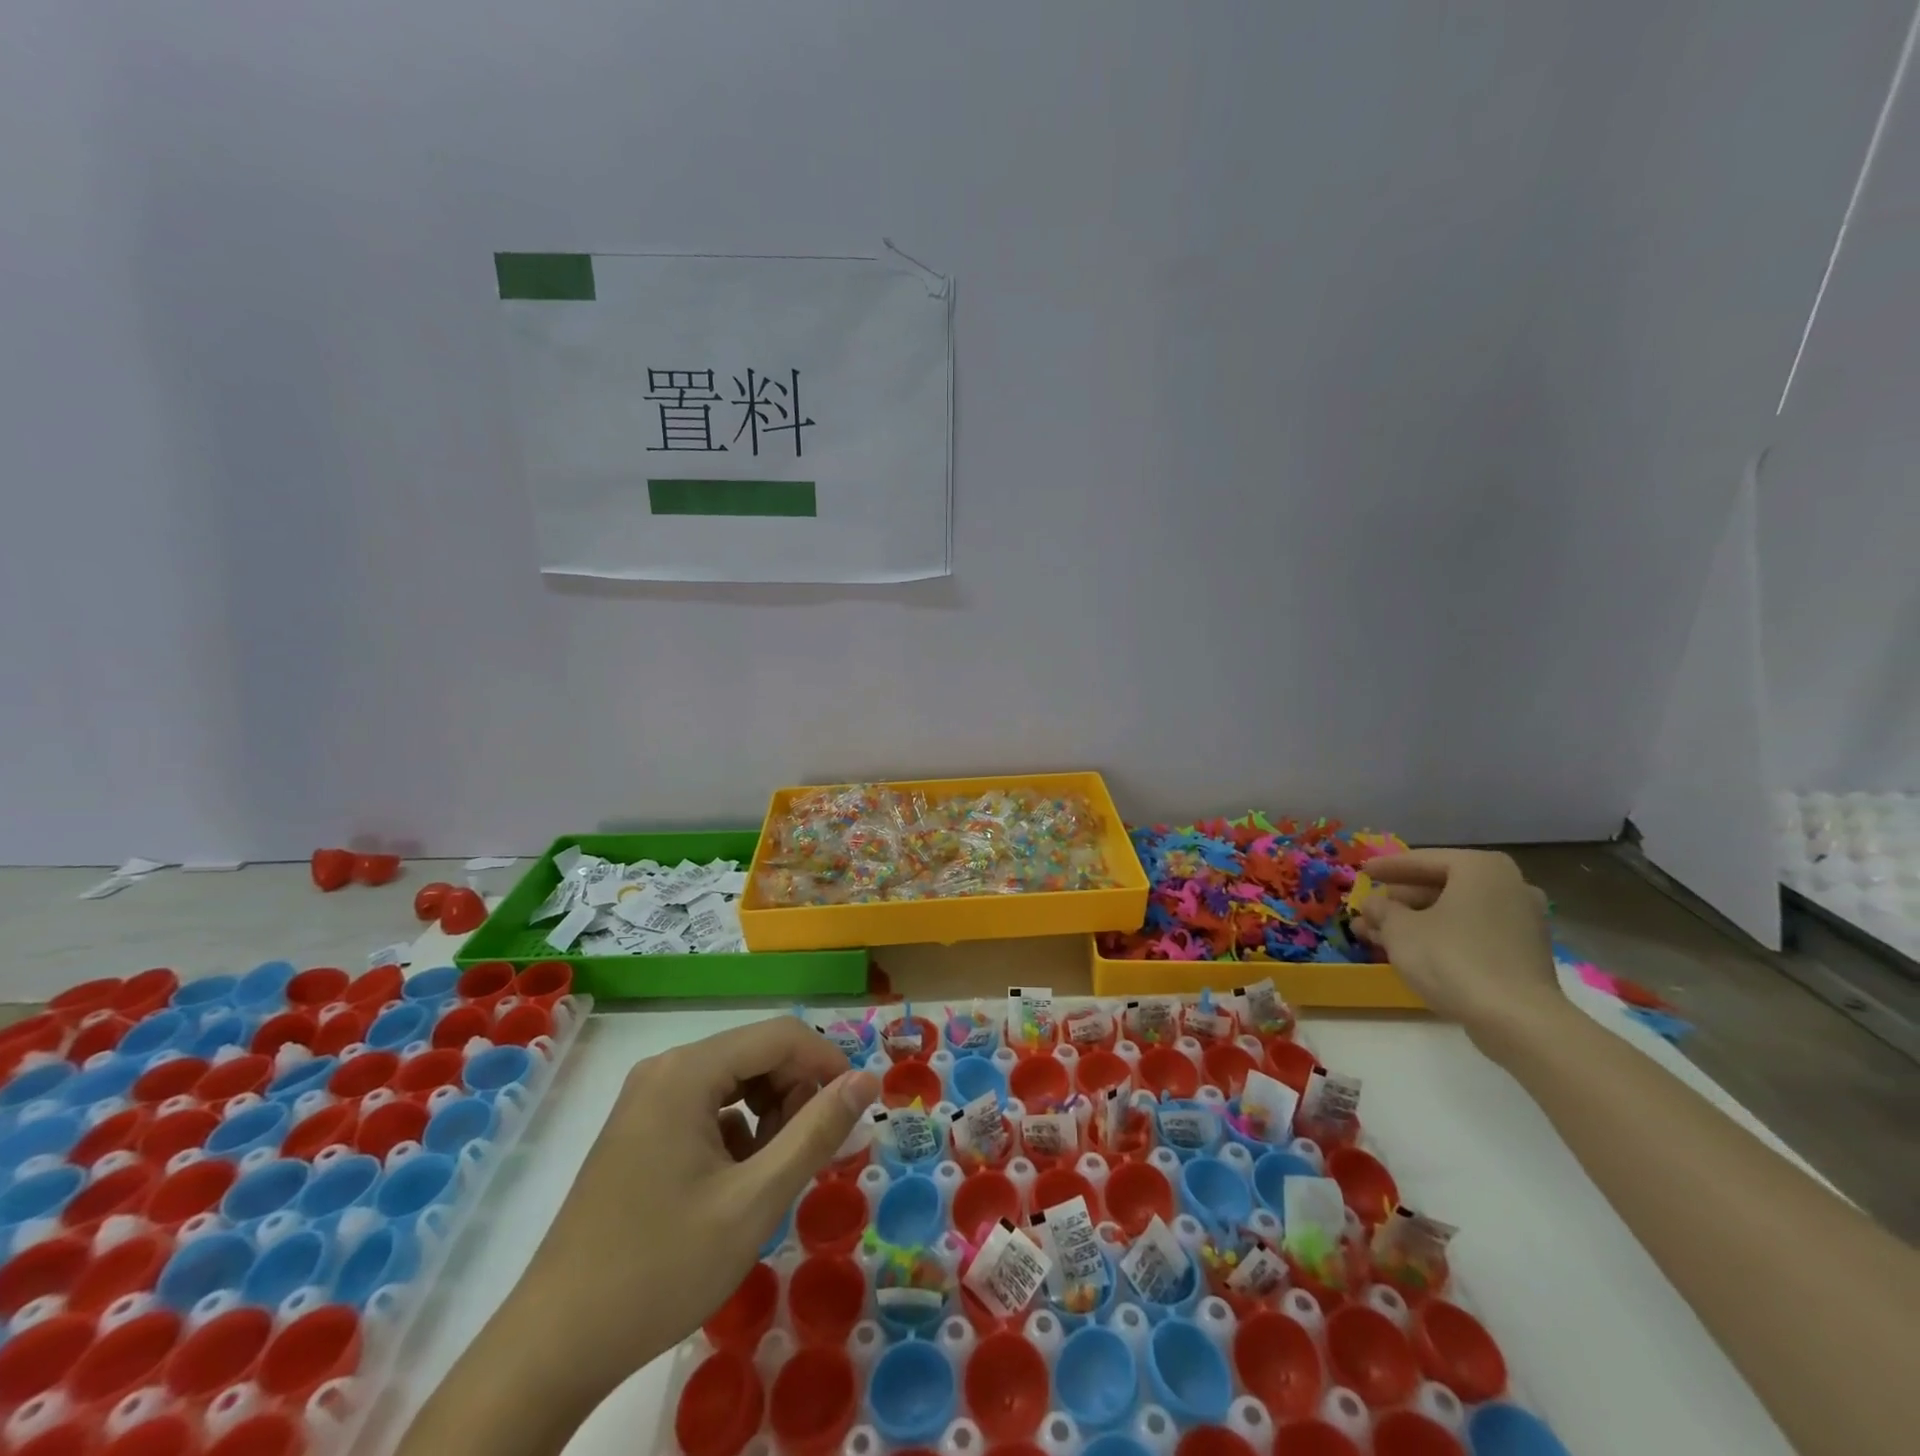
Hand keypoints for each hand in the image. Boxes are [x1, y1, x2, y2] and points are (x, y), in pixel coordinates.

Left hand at [402, 1019, 880, 1455]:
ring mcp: (647, 1098)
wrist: (552, 1348)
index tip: (856, 1110)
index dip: (828, 1063)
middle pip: (756, 1054)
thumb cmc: (661, 1268)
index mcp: (687, 1071)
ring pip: (734, 1081)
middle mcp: (665, 1068)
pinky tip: (735, 1184)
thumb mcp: (754, 1201)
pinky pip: (706, 1107)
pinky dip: (737, 1132)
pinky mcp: (639, 1129)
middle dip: (796, 1093)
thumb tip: (867, 1081)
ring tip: (773, 1172)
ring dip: (769, 1114)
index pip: (781, 1035)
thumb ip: (816, 1132)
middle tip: (814, 1153)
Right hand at [1355, 849, 1561, 1045]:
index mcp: (1480, 868)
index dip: (1387, 868)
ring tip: (1377, 934)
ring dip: (1415, 920)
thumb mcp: (1399, 929)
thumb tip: (1374, 904)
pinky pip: (1472, 932)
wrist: (1516, 1020)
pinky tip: (1411, 950)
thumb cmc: (1451, 958)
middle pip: (1441, 886)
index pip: (1422, 860)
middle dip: (1400, 900)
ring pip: (1455, 912)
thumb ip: (1381, 910)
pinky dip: (1441, 935)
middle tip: (1369, 910)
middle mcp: (1509, 885)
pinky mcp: (1524, 952)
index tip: (1363, 872)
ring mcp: (1522, 920)